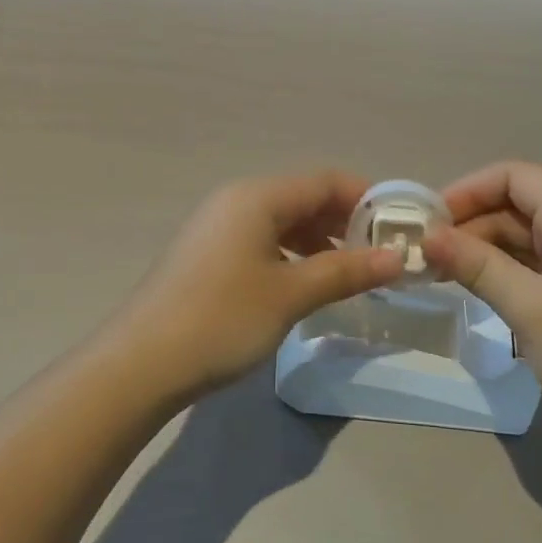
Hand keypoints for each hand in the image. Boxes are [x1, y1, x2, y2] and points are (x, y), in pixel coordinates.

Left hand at [108, 171, 402, 403]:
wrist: (141, 362)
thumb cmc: (223, 318)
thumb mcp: (291, 294)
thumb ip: (346, 271)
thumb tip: (398, 259)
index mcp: (257, 196)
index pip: (324, 180)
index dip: (366, 197)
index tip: (400, 224)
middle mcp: (237, 199)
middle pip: (303, 197)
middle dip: (344, 221)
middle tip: (380, 253)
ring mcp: (218, 226)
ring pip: (282, 220)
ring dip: (319, 240)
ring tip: (350, 272)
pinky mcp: (208, 253)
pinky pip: (262, 239)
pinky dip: (291, 254)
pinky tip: (306, 282)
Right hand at [423, 161, 541, 441]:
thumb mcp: (529, 308)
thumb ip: (476, 265)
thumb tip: (428, 236)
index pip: (516, 176)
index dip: (469, 189)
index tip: (429, 218)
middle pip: (519, 204)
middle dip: (471, 222)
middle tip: (426, 251)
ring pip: (525, 236)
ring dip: (484, 248)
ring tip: (440, 271)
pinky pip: (537, 265)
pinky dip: (505, 271)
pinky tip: (476, 289)